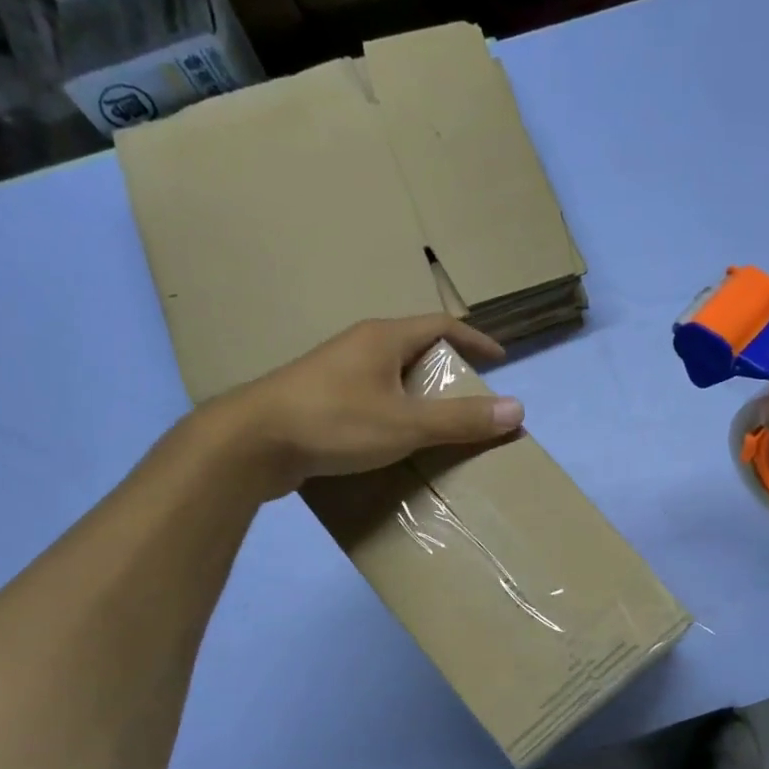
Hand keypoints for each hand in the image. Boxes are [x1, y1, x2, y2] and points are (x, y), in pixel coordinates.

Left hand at [219, 316, 524, 497]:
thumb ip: (461, 419)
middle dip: (446, 370)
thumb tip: (518, 410)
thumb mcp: (406, 423)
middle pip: (415, 348)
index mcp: (383, 338)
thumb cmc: (334, 422)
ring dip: (417, 395)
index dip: (475, 340)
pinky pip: (368, 399)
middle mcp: (359, 347)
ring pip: (389, 376)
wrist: (251, 443)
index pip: (441, 325)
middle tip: (469, 399)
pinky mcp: (317, 401)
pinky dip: (392, 413)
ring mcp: (334, 373)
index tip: (499, 360)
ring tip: (437, 424)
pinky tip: (394, 442)